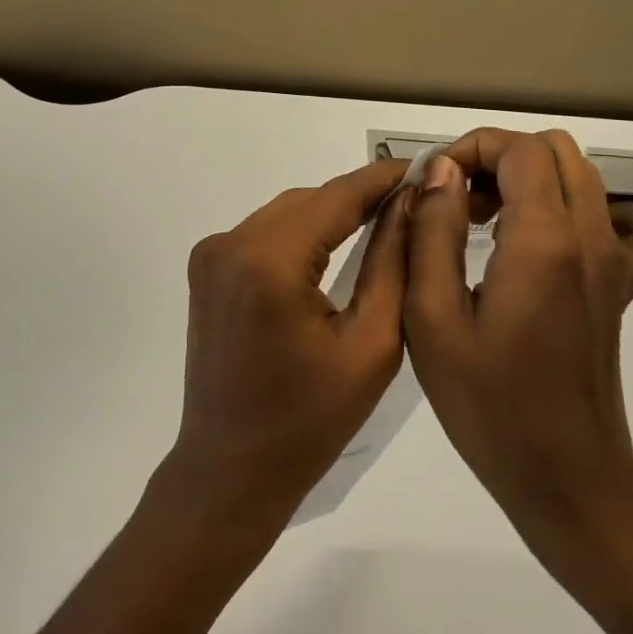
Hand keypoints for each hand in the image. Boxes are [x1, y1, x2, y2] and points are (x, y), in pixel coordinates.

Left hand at [164, 157, 410, 535]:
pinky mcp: (206, 268)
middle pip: (309, 201)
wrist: (231, 468)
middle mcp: (230, 243)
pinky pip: (264, 233)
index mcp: (268, 262)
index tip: (425, 165)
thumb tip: (411, 202)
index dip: (382, 178)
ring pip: (286, 213)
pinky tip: (333, 245)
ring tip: (381, 220)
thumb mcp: (371, 344)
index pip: (336, 197)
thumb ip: (392, 263)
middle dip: (358, 197)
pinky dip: (300, 233)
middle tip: (412, 201)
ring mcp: (211, 254)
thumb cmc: (310, 422)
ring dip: (329, 214)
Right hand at [404, 129, 632, 564]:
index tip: (433, 186)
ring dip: (530, 180)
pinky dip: (589, 213)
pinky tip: (555, 241)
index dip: (470, 149)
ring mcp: (616, 262)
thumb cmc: (488, 404)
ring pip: (584, 177)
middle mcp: (591, 238)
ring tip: (487, 224)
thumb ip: (433, 232)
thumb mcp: (432, 317)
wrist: (566, 480)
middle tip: (456, 204)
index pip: (519, 148)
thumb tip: (442, 172)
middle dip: (497, 159)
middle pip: (554, 151)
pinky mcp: (622, 288)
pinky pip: (629, 225)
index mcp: (544, 241)